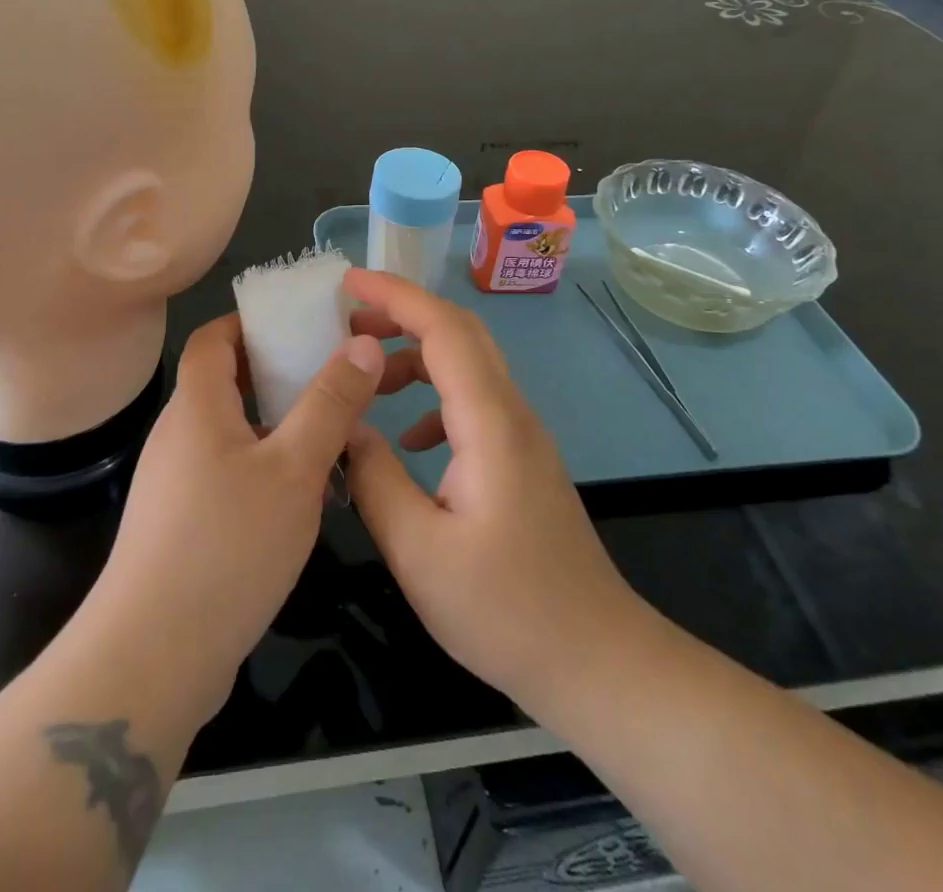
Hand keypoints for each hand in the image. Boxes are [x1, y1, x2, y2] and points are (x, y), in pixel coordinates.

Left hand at [89, 314, 386, 726]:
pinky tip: (304, 496)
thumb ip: (330, 404)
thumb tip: (363, 344)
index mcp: (196, 407)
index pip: (213, 338)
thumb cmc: (226, 546)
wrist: (152, 659)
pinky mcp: (183, 526)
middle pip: (225, 382)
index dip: (251, 322)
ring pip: (233, 432)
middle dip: (278, 373)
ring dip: (278, 425)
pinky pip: (230, 474)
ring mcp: (177, 484)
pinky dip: (266, 467)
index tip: (300, 324)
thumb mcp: (294, 469)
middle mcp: (179, 436)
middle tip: (332, 376)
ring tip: (332, 433)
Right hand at [343, 268, 649, 716]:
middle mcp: (511, 413)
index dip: (395, 296)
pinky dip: (432, 398)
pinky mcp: (521, 459)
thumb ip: (375, 479)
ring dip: (415, 355)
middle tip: (346, 320)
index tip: (346, 282)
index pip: (444, 329)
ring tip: (365, 376)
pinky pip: (473, 402)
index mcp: (490, 422)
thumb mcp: (419, 552)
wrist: (596, 659)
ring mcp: (521, 435)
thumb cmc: (506, 610)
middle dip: (402, 313)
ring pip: (467, 365)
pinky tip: (406, 439)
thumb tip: (346, 429)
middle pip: (460, 332)